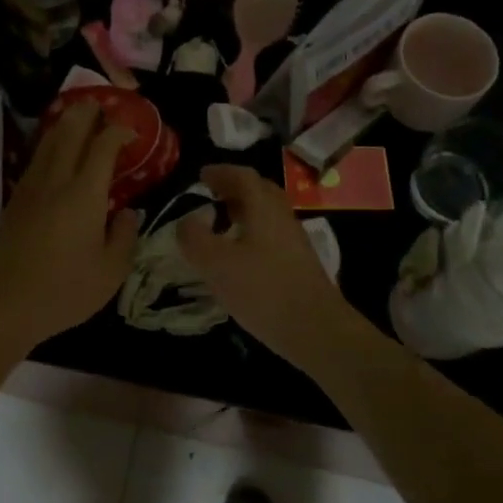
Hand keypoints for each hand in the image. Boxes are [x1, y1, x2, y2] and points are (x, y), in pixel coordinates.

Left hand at [0, 102, 142, 348]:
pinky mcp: (15, 201)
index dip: (118, 132)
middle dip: (87, 114)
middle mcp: (56, 181)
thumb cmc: (64, 290)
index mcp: (84, 194)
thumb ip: (125, 236)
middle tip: (100, 104)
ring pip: (48, 143)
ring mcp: (31, 189)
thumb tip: (128, 212)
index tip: (130, 130)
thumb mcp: (111, 271)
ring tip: (77, 116)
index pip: (103, 147)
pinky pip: (36, 160)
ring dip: (64, 124)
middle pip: (70, 132)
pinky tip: (53, 152)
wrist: (5, 304)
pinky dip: (49, 145)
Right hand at [177, 165, 358, 364]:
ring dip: (244, 212)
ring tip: (221, 225)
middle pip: (260, 191)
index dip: (221, 172)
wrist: (317, 330)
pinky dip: (252, 233)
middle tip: (211, 195)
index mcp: (263, 208)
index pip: (243, 176)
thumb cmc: (263, 290)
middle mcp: (282, 217)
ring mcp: (295, 241)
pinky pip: (272, 235)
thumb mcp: (216, 265)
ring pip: (267, 214)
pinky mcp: (299, 264)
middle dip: (234, 188)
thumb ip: (195, 238)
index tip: (201, 175)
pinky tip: (240, 256)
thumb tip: (185, 221)